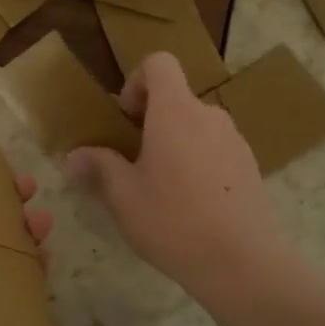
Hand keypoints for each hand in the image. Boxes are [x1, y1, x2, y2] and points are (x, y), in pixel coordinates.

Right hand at [67, 53, 289, 309]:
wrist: (241, 262)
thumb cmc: (172, 221)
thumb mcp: (123, 196)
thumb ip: (99, 166)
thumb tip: (74, 156)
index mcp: (175, 111)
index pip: (160, 63)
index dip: (138, 80)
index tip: (127, 118)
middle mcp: (209, 116)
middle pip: (177, 98)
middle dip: (152, 120)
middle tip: (135, 159)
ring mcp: (235, 140)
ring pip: (197, 126)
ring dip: (176, 142)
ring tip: (162, 186)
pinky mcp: (250, 166)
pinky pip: (216, 149)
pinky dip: (199, 161)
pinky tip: (191, 203)